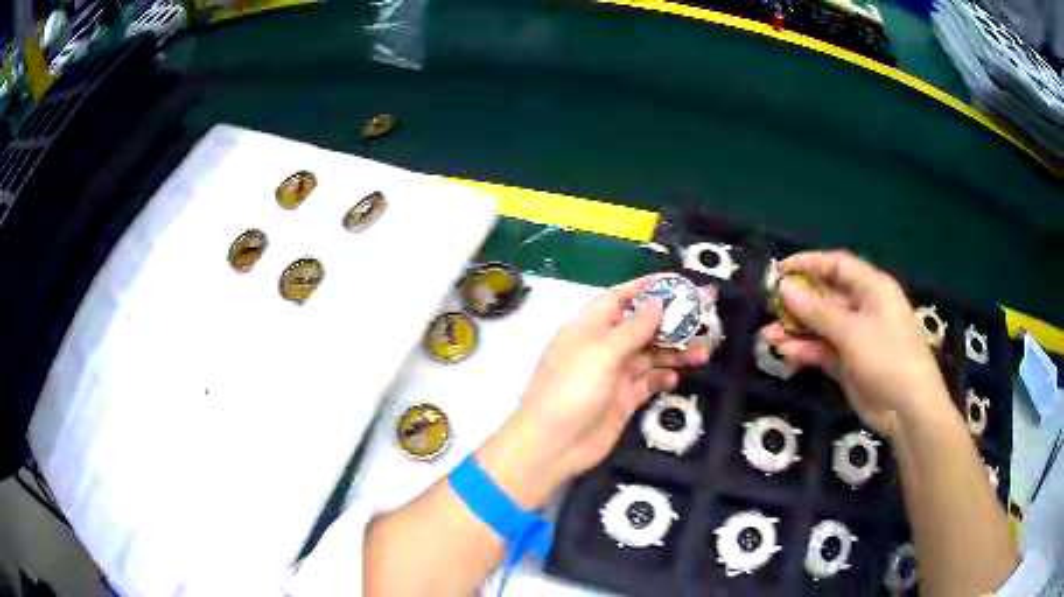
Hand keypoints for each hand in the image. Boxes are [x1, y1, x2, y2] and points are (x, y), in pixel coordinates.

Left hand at [478, 275, 711, 507]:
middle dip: (671, 321)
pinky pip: (648, 382)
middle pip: (642, 326)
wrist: (553, 445)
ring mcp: (614, 375)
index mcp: (589, 327)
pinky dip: (663, 377)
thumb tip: (658, 301)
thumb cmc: (572, 389)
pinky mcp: (623, 400)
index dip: (646, 288)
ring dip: (675, 351)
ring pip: (650, 355)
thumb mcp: (602, 352)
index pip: (620, 297)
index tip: (677, 283)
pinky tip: (675, 378)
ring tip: (703, 352)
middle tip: (705, 317)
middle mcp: (603, 347)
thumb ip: (634, 328)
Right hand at [761, 251, 952, 438]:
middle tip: (770, 307)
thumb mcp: (852, 332)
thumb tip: (784, 288)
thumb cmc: (887, 357)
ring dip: (796, 330)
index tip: (780, 270)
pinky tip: (785, 353)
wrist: (907, 408)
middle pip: (826, 296)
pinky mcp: (849, 362)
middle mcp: (863, 308)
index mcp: (872, 288)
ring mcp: (856, 337)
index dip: (809, 263)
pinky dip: (805, 350)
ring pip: (821, 326)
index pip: (837, 265)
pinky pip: (823, 349)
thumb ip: (817, 311)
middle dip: (798, 302)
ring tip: (768, 337)